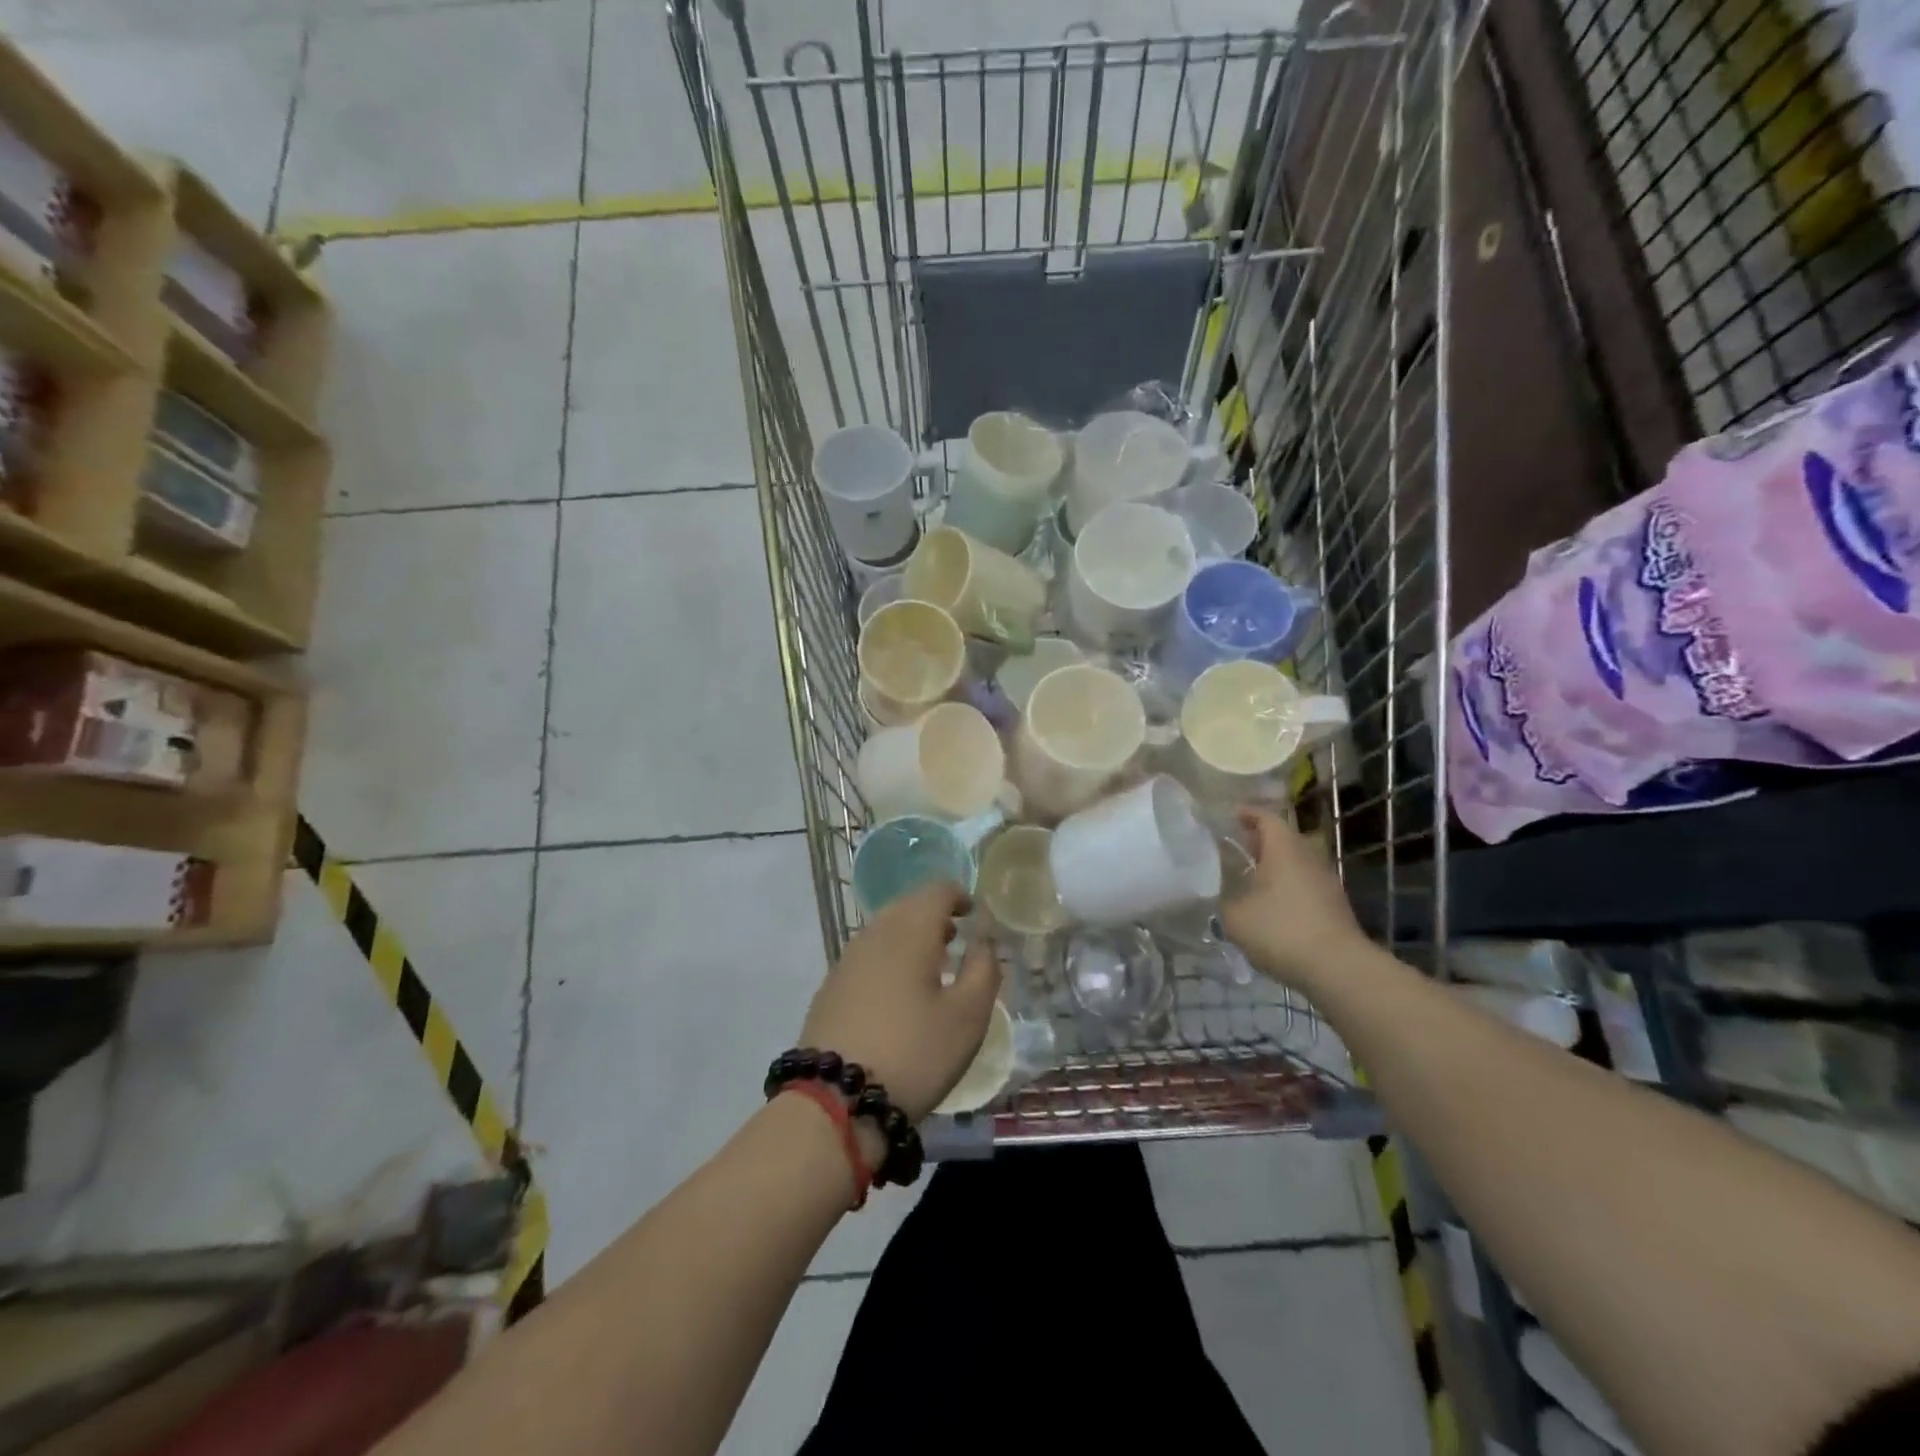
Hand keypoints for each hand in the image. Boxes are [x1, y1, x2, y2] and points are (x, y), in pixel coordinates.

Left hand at [798, 882, 1001, 1123]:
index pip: (936, 891)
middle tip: (955, 936)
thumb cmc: (914, 1052)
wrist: (835, 1098)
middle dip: (933, 914)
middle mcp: (874, 934)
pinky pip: (867, 954)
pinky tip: (897, 989)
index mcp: (909, 932)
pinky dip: (889, 956)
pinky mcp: (831, 987)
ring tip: (931, 963)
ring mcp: (847, 960)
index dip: (958, 895)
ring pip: (884, 929)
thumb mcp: (967, 1017)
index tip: (974, 913)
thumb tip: (984, 941)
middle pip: (907, 905)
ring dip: (910, 935)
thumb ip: (983, 970)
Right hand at [1220, 807, 1369, 990]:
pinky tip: (1270, 909)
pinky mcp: (1334, 908)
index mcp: (1284, 849)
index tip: (1231, 815)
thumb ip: (1222, 899)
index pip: (1266, 818)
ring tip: (1249, 880)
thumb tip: (1218, 893)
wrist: (1338, 968)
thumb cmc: (1281, 930)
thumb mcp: (1235, 916)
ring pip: (1296, 865)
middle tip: (1234, 850)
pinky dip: (1286, 889)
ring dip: (1274, 868)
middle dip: (1259, 842)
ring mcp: (1326, 883)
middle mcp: (1308, 858)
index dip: (1248, 813)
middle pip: (1283, 840)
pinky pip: (1305, 887)